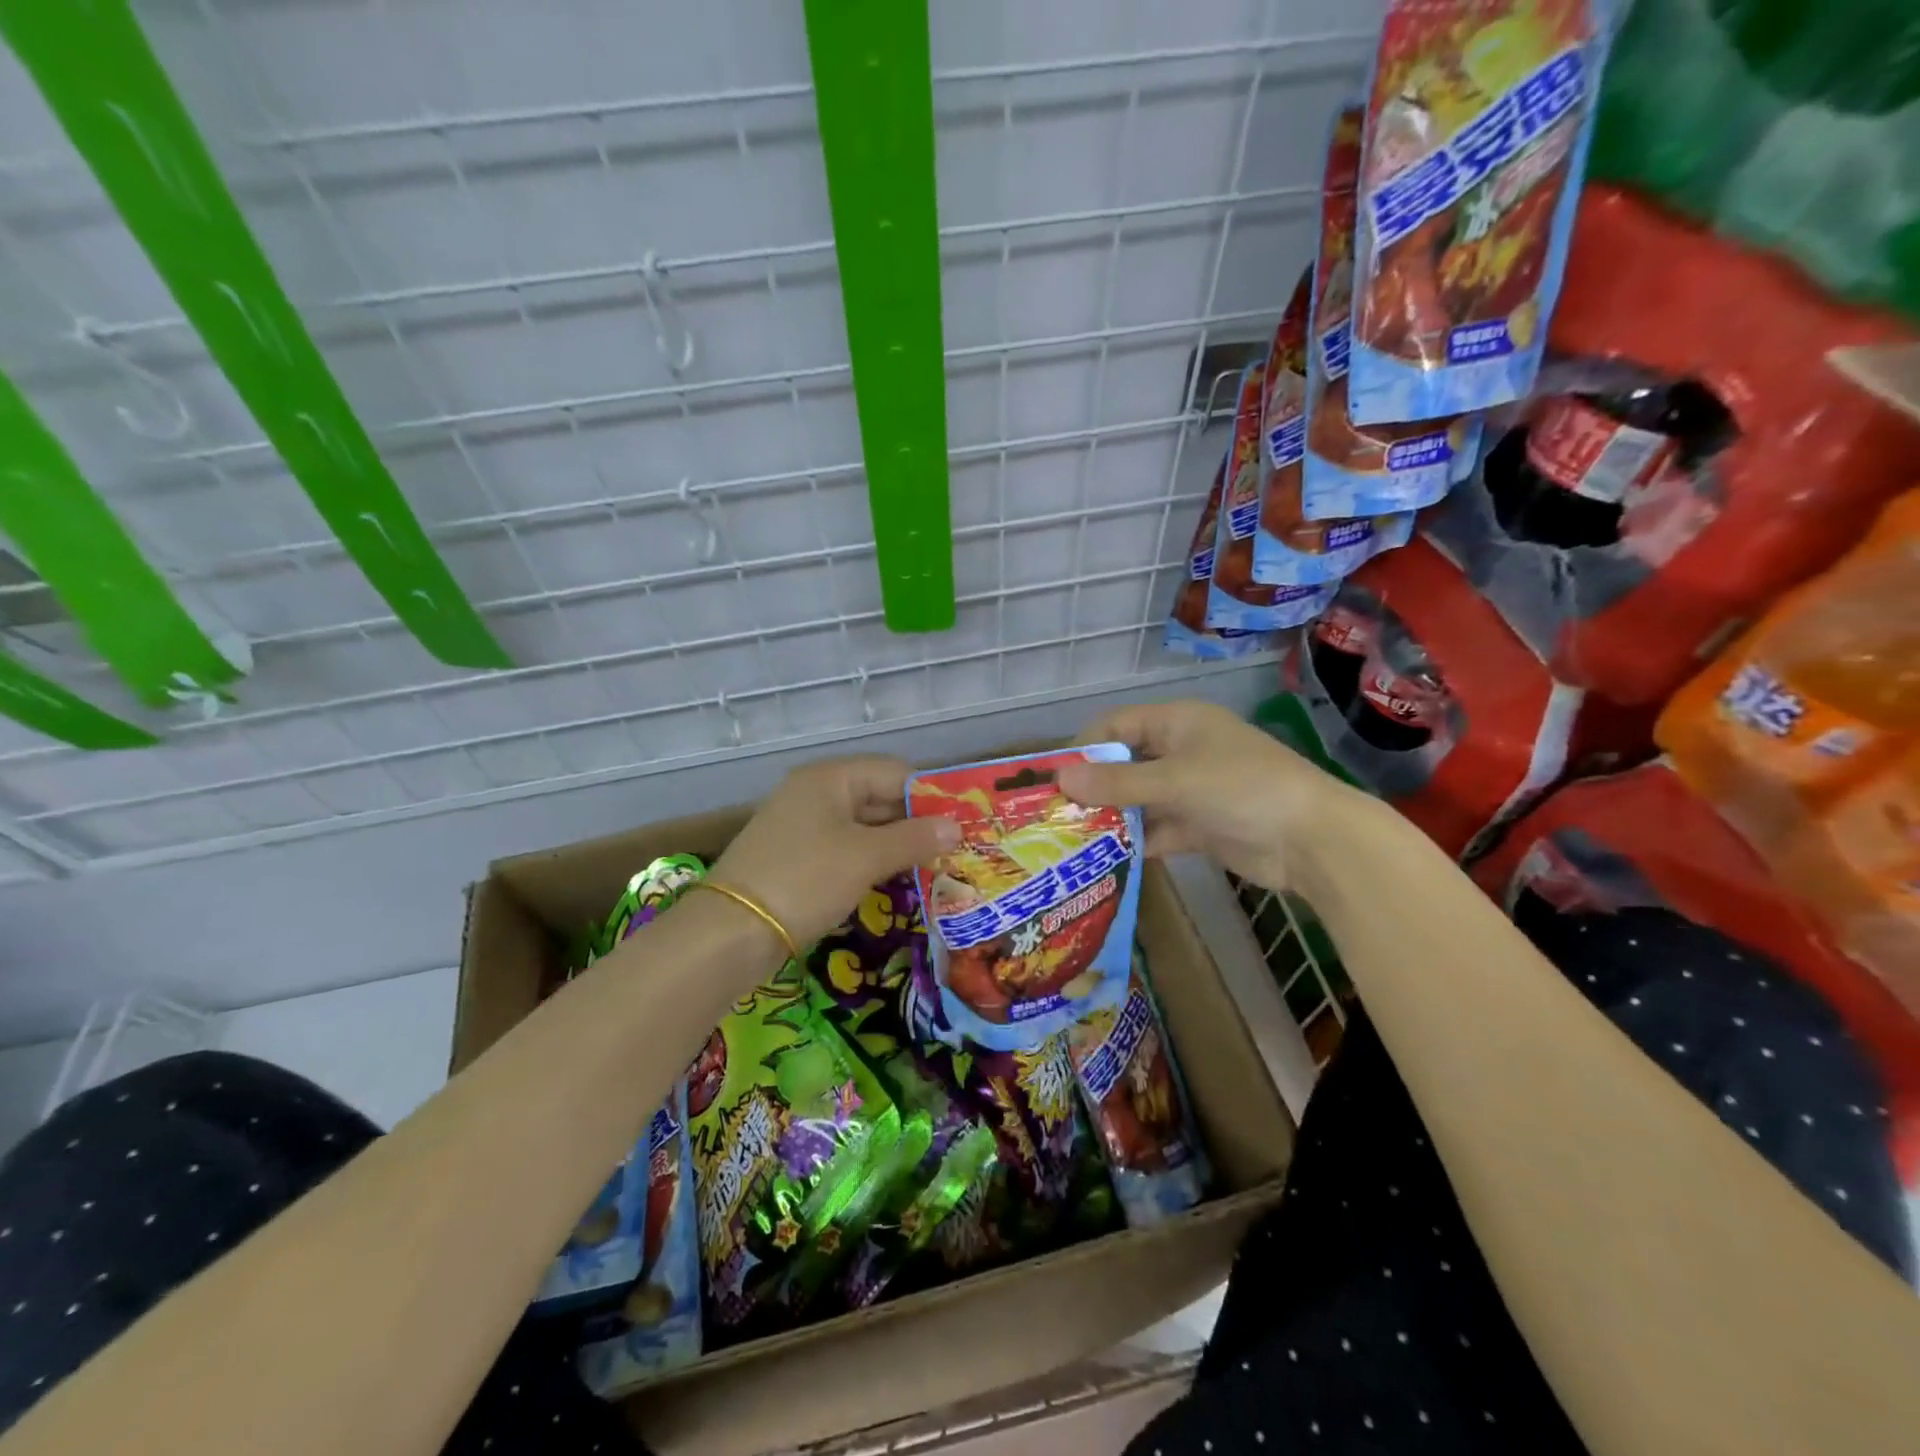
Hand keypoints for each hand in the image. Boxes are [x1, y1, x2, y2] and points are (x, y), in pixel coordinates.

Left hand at [710, 755, 959, 951]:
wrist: (730, 932)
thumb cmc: (805, 880)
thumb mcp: (865, 857)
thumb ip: (914, 838)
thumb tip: (956, 827)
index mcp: (830, 778)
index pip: (895, 772)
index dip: (931, 795)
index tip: (964, 821)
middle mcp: (815, 793)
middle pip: (878, 797)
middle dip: (916, 822)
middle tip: (957, 849)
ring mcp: (802, 825)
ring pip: (863, 826)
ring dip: (896, 844)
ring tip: (936, 866)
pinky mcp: (795, 857)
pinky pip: (845, 849)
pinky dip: (871, 861)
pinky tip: (895, 879)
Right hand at [1056, 699, 1359, 888]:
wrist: (1311, 840)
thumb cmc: (1241, 789)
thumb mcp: (1174, 780)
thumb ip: (1116, 782)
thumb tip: (1060, 780)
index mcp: (1178, 722)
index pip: (1118, 724)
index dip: (1085, 746)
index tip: (1052, 776)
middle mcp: (1183, 751)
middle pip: (1126, 763)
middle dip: (1094, 786)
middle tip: (1056, 813)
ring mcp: (1193, 789)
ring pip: (1141, 799)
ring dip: (1113, 816)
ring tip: (1073, 839)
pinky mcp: (1202, 825)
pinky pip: (1159, 828)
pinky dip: (1138, 841)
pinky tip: (1108, 858)